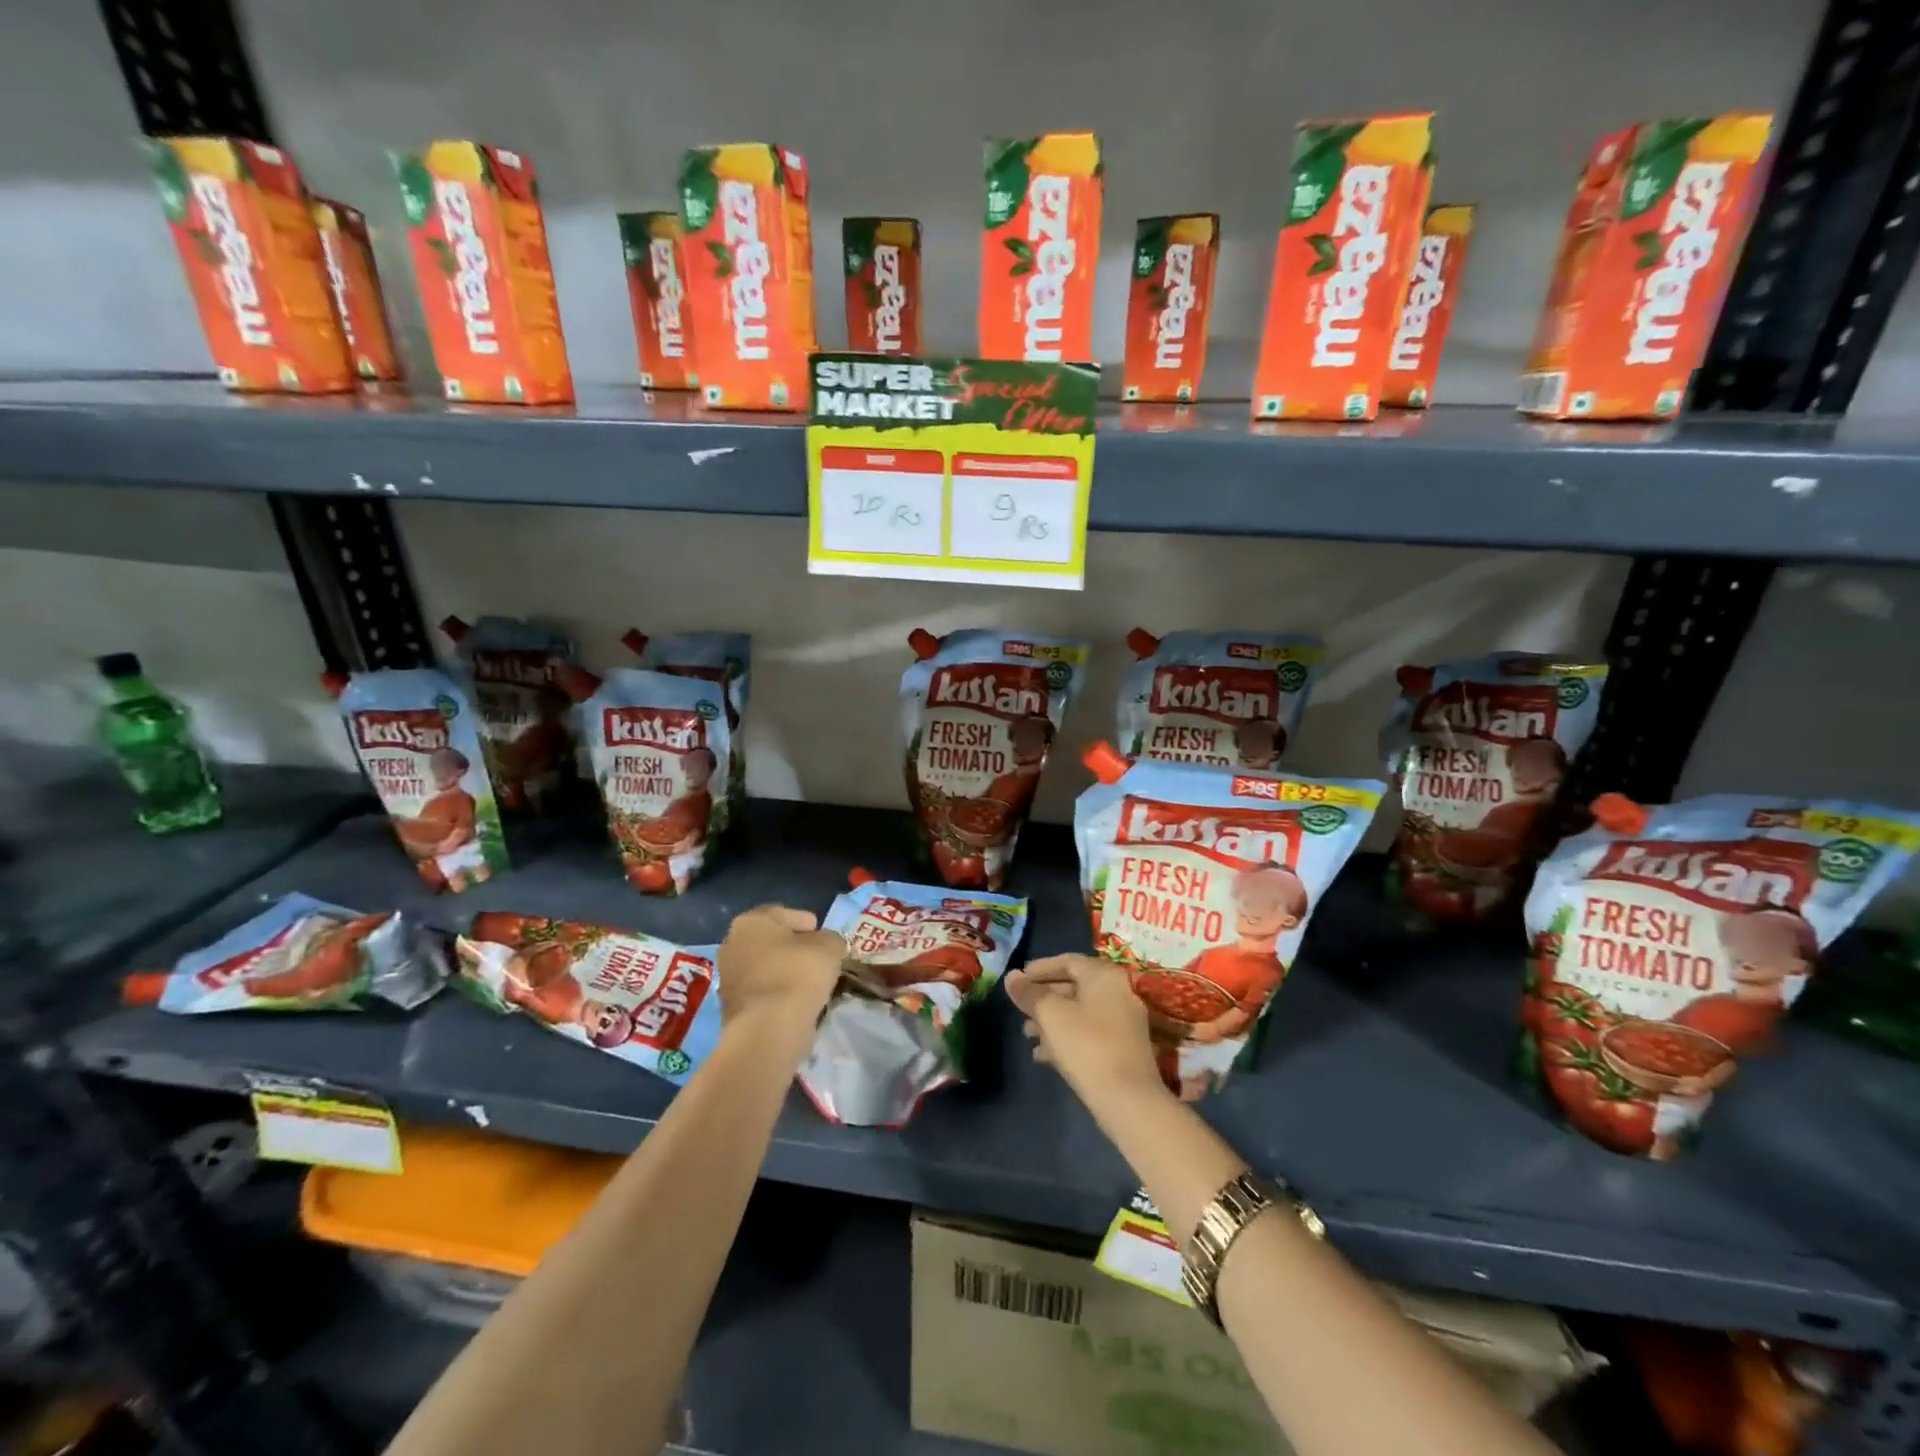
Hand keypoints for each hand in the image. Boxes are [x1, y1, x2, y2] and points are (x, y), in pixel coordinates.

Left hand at [716, 905, 845, 1032]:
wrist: (768, 1029)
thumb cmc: (798, 975)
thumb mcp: (830, 947)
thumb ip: (830, 939)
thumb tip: (826, 945)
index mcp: (751, 921)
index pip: (783, 914)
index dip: (807, 923)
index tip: (823, 936)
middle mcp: (732, 944)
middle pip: (770, 940)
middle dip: (792, 948)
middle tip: (817, 958)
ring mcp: (727, 977)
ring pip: (764, 967)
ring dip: (783, 972)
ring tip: (809, 983)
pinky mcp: (730, 1007)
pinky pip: (761, 991)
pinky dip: (776, 993)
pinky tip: (795, 1001)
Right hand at [1005, 955, 1165, 1110]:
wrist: (1128, 1100)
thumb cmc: (1086, 1046)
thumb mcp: (1050, 1015)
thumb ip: (1028, 993)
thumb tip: (1012, 977)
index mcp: (1103, 975)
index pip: (1067, 961)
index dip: (1039, 968)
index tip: (1018, 979)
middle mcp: (1118, 991)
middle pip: (1074, 986)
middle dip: (1043, 998)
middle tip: (1020, 1008)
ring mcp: (1124, 1021)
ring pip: (1080, 1012)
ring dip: (1052, 1020)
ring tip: (1027, 1034)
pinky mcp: (1124, 1048)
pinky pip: (1090, 1033)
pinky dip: (1067, 1037)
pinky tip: (1044, 1056)